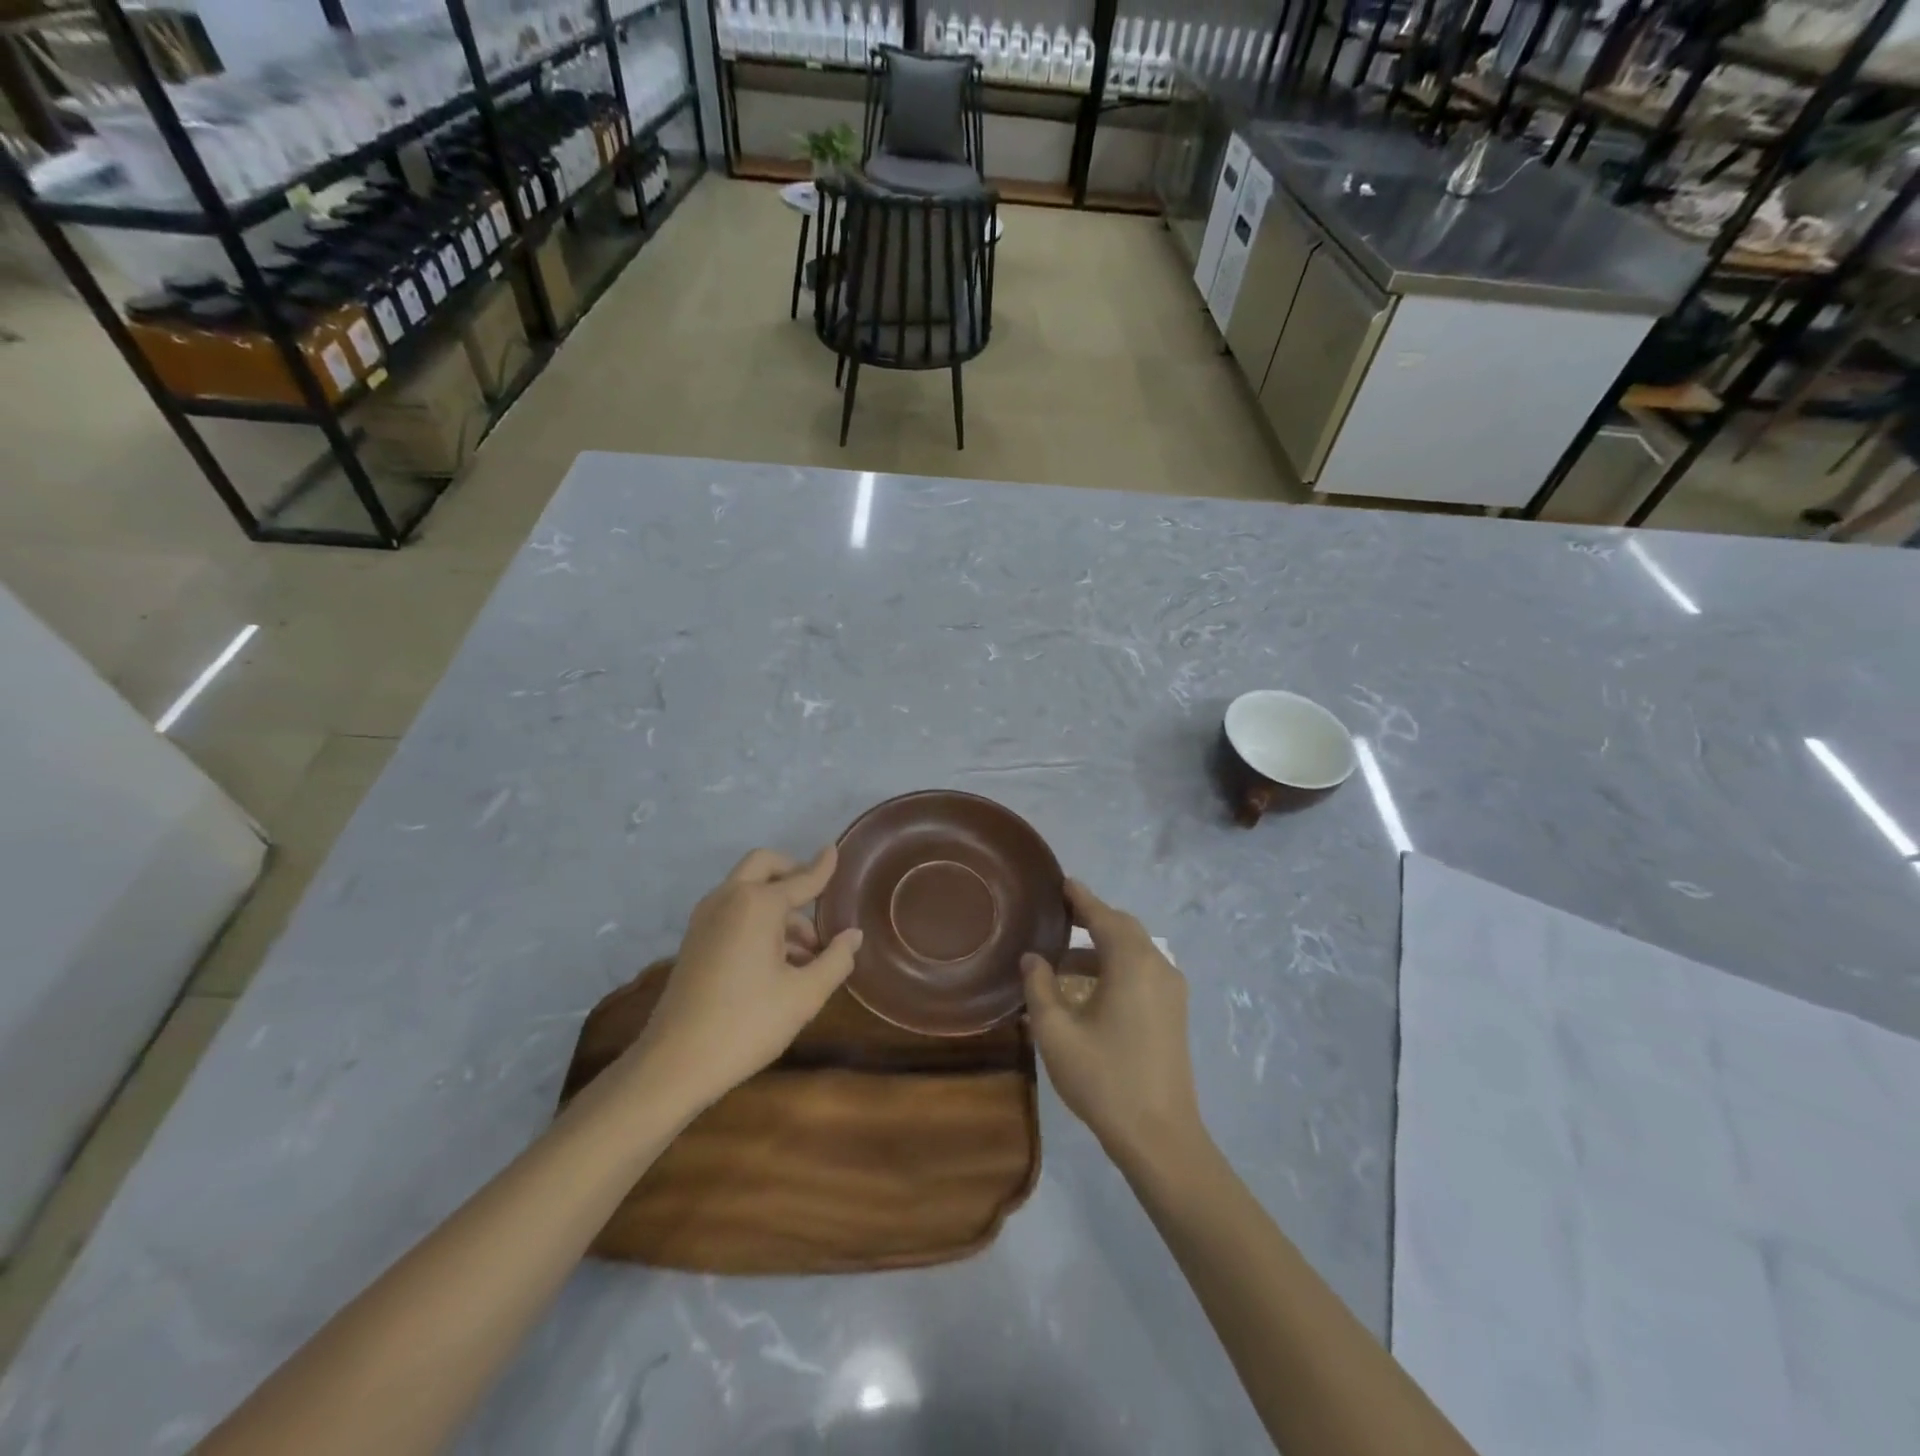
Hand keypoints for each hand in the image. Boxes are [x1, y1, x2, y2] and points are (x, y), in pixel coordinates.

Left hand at [629, 847, 861, 1110]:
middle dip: (792, 872)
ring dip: (778, 904)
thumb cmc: (747, 1024)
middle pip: (764, 865)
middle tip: (818, 895)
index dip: (823, 867)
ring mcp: (706, 918)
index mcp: (758, 904)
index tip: (835, 850)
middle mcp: (729, 899)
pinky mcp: (694, 940)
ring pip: (748, 890)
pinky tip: (779, 960)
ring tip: (808, 951)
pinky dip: (758, 919)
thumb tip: (853, 935)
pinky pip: (733, 911)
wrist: (674, 1063)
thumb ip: (836, 960)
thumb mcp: (804, 995)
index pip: (802, 879)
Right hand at [1022, 879, 1201, 1166]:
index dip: (1080, 898)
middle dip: (1091, 919)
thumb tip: (1032, 958)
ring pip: (1134, 951)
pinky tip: (1088, 989)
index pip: (1103, 915)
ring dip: (1101, 947)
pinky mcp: (1173, 1012)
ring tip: (1062, 960)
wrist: (1160, 1136)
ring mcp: (1171, 990)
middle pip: (1122, 928)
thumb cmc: (1104, 1079)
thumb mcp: (1057, 1032)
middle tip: (1056, 917)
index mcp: (1132, 963)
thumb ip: (1040, 988)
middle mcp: (1158, 966)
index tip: (1060, 882)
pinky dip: (1115, 966)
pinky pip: (1142, 971)